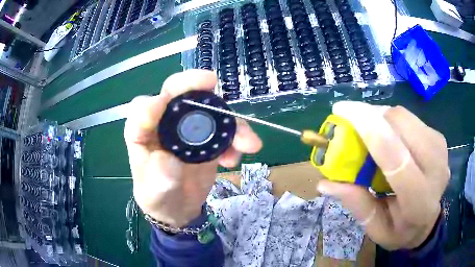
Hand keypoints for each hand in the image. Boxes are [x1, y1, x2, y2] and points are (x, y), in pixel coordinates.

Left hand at [124, 70, 261, 226]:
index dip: (152, 105)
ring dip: (230, 121)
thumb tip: (168, 159)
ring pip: (208, 109)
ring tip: (247, 142)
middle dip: (192, 84)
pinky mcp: (208, 136)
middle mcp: (164, 122)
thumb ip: (158, 176)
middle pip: (175, 93)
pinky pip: (226, 129)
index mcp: (142, 132)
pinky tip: (235, 159)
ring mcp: (188, 127)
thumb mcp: (153, 192)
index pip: (142, 110)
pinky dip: (237, 139)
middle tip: (211, 81)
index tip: (162, 104)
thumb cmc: (158, 196)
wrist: (178, 207)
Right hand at [317, 101, 448, 249]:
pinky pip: (408, 118)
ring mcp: (440, 148)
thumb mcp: (377, 228)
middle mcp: (435, 168)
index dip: (370, 131)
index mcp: (419, 201)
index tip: (342, 111)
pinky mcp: (437, 136)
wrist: (429, 219)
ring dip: (380, 117)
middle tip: (350, 122)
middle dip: (371, 116)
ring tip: (368, 131)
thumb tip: (325, 183)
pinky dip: (390, 120)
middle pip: (401, 125)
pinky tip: (386, 134)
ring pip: (404, 116)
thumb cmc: (401, 229)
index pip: (398, 160)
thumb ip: (357, 205)